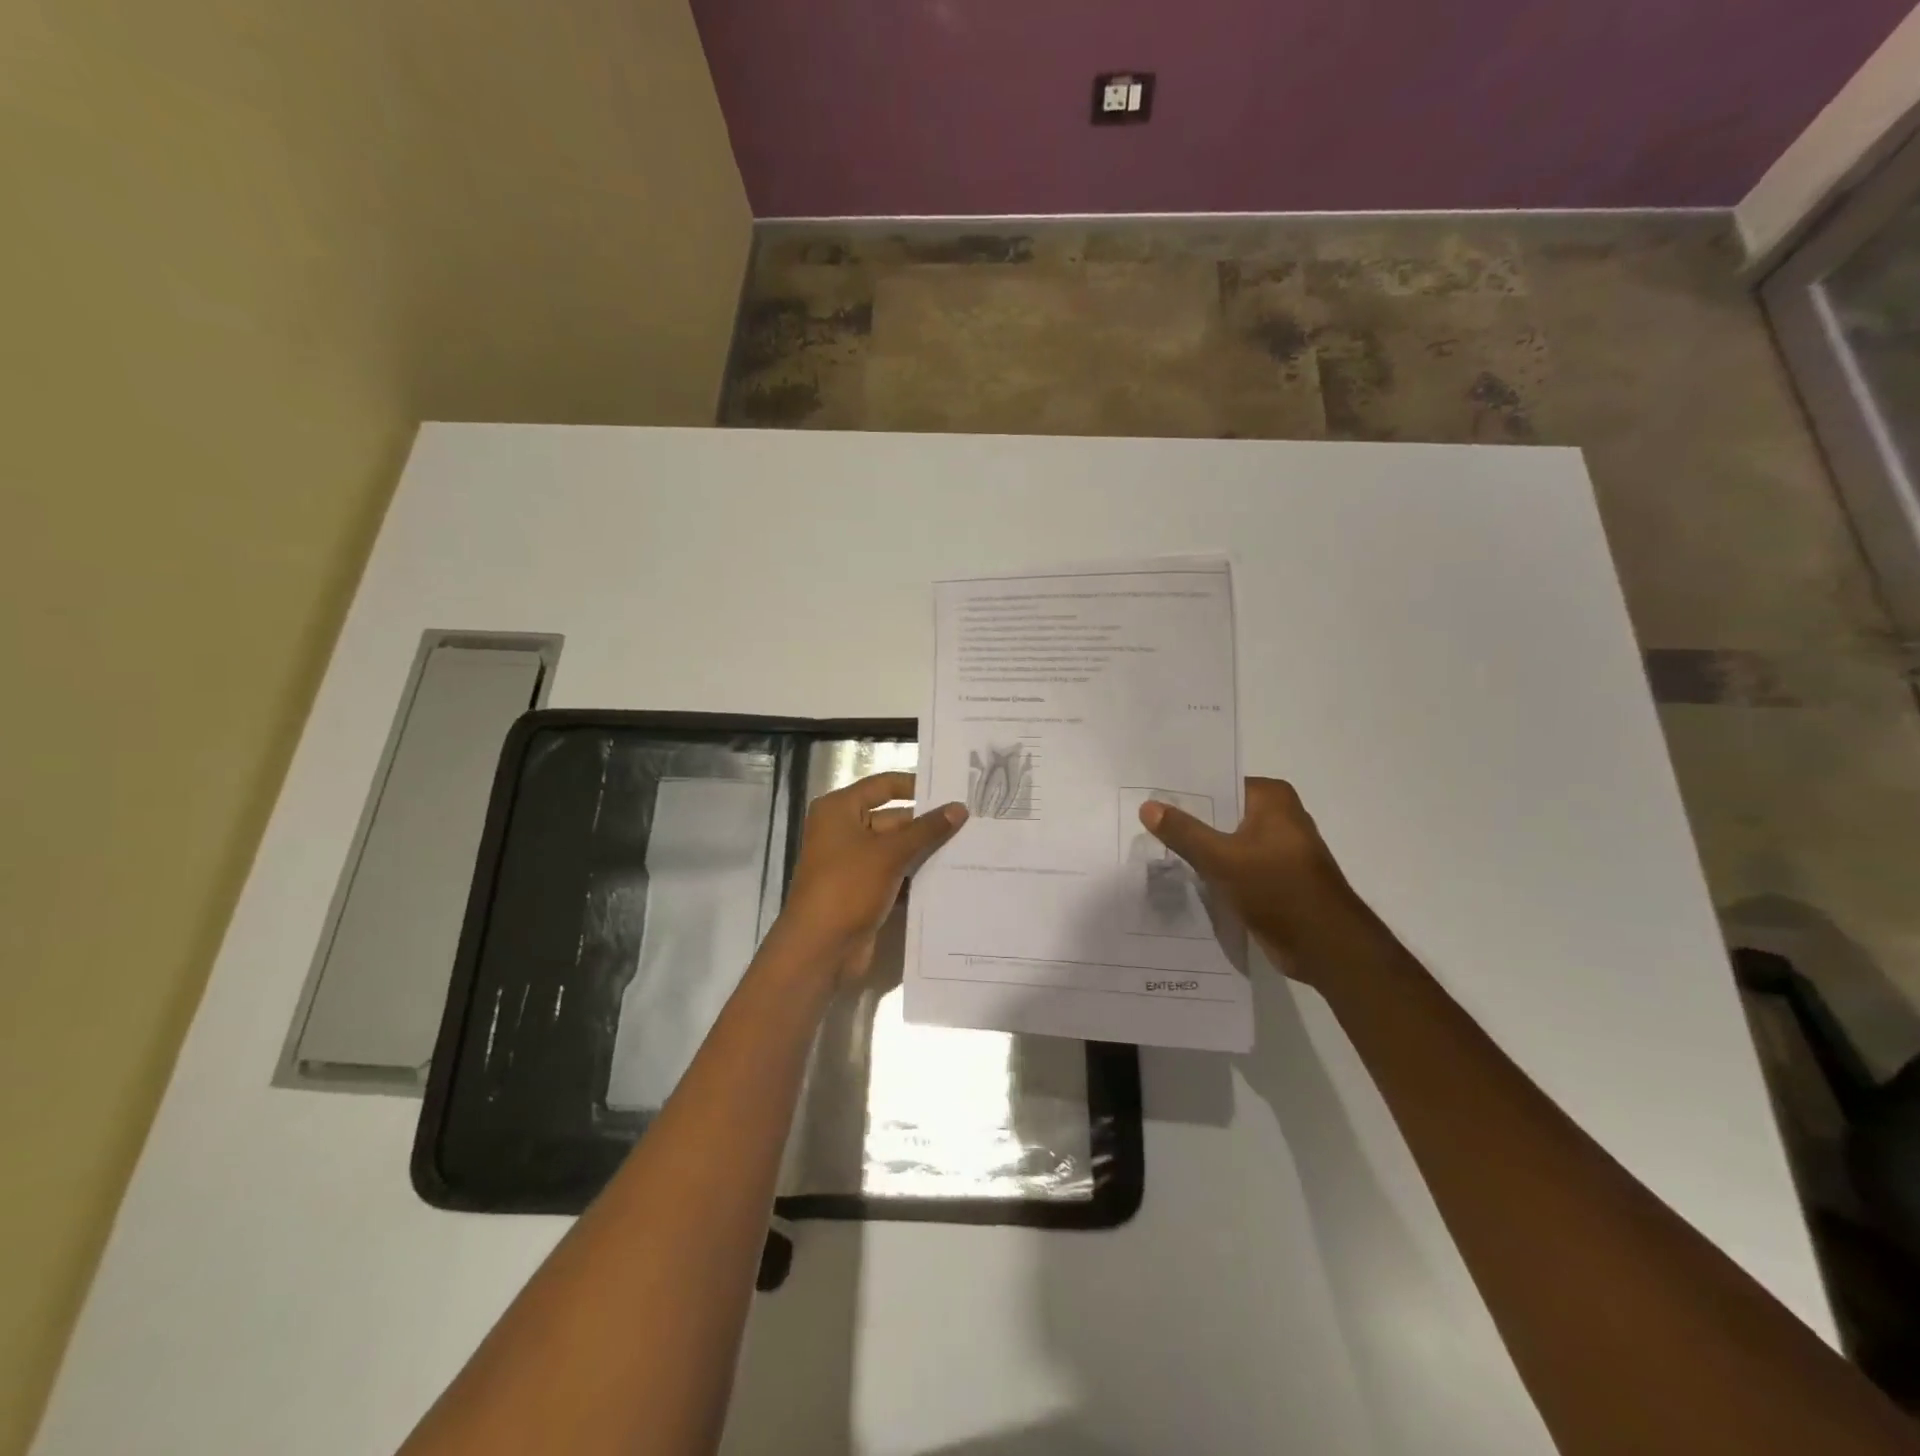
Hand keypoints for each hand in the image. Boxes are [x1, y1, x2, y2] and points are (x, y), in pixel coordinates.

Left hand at [777, 771, 967, 981]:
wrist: (820, 949)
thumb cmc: (848, 887)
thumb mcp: (889, 853)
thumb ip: (927, 829)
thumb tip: (960, 807)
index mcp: (840, 809)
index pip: (884, 785)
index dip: (917, 786)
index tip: (953, 790)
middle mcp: (844, 830)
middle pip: (894, 818)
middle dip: (928, 824)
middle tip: (972, 823)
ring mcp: (854, 862)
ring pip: (897, 848)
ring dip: (926, 851)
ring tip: (970, 847)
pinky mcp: (864, 889)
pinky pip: (896, 873)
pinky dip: (917, 875)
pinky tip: (952, 876)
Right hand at [1140, 777, 1366, 972]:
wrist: (1326, 947)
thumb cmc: (1278, 889)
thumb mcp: (1222, 858)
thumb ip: (1184, 832)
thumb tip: (1148, 806)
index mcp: (1272, 798)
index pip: (1217, 784)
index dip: (1182, 793)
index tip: (1147, 799)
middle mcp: (1277, 816)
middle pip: (1220, 814)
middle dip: (1186, 822)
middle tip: (1141, 824)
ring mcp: (1277, 849)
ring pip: (1225, 842)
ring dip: (1198, 850)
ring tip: (1153, 849)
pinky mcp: (1273, 878)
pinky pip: (1233, 866)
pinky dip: (1212, 871)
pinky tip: (1180, 877)